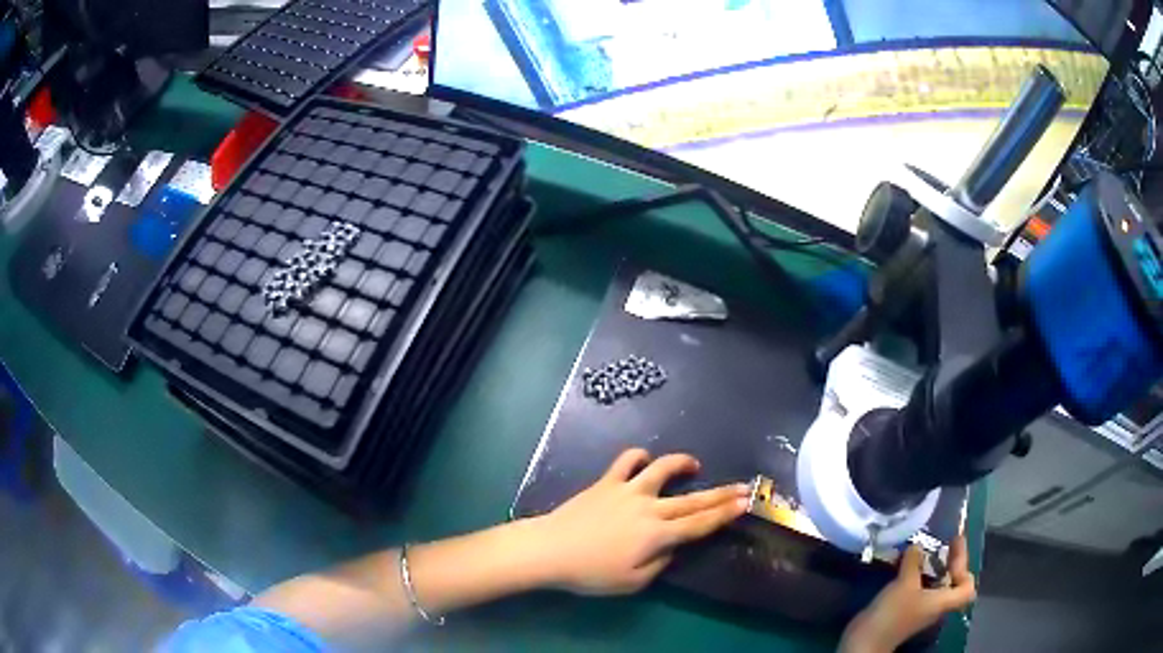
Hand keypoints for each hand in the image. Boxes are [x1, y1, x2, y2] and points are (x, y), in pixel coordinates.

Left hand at [531, 448, 749, 595]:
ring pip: (663, 469)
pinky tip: (644, 459)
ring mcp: (628, 490)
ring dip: (682, 464)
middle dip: (721, 493)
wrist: (550, 550)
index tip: (746, 503)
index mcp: (658, 535)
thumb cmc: (591, 573)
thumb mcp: (632, 582)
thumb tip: (672, 549)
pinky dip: (638, 456)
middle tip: (744, 486)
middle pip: (692, 499)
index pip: (700, 524)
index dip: (725, 514)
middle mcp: (649, 508)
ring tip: (695, 465)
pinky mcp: (606, 482)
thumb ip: (659, 565)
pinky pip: (626, 461)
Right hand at [840, 536, 976, 652]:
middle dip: (950, 561)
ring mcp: (920, 609)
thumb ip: (914, 562)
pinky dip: (917, 573)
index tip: (954, 549)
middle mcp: (936, 605)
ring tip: (923, 549)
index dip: (965, 568)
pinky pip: (919, 587)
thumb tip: (917, 546)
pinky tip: (905, 565)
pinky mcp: (905, 610)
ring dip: (932, 566)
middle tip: (946, 541)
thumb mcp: (905, 583)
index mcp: (943, 601)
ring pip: (935, 583)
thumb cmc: (893, 613)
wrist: (866, 640)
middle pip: (952, 582)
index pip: (968, 587)